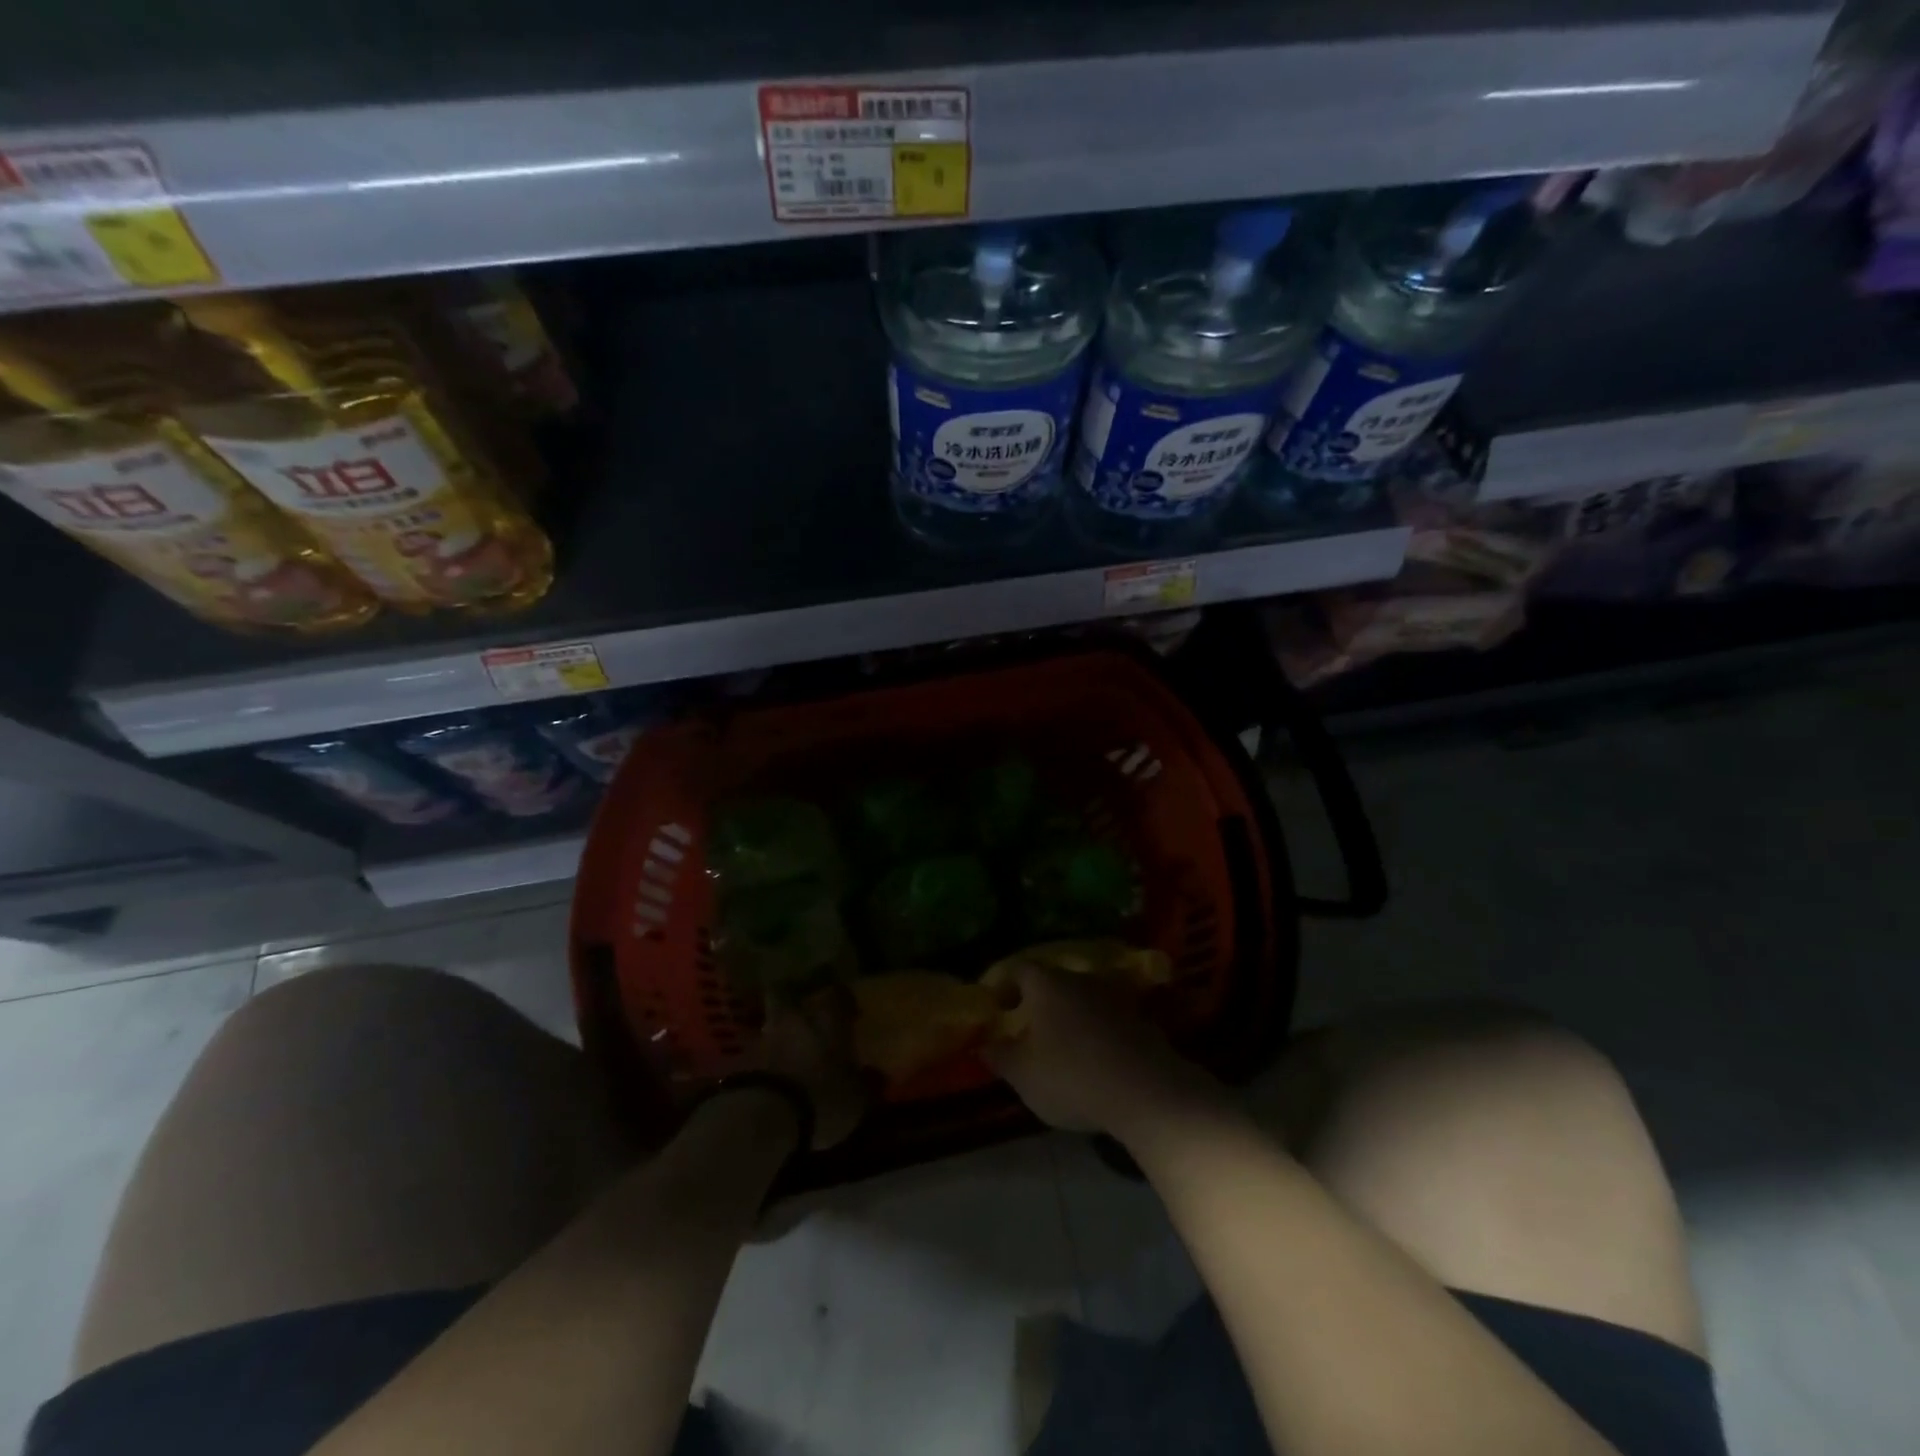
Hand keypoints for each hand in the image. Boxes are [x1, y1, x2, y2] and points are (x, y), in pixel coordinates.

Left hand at [756, 987, 868, 1149]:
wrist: (764, 1117)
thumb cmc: (821, 1099)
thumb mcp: (856, 1099)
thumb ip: (867, 1083)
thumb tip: (878, 1074)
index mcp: (827, 1020)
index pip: (837, 994)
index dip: (842, 998)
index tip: (849, 1008)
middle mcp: (795, 1018)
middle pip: (789, 993)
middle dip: (796, 998)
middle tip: (807, 1012)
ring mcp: (764, 1036)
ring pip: (772, 1021)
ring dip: (779, 1031)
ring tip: (789, 1048)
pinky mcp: (741, 1060)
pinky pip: (758, 1051)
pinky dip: (765, 1058)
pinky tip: (773, 1073)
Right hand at [983, 962, 1223, 1138]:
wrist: (1146, 1091)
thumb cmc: (1071, 1076)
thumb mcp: (1023, 1074)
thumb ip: (999, 1056)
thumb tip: (983, 1044)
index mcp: (1047, 984)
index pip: (1018, 969)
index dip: (1004, 985)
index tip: (996, 1006)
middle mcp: (1080, 979)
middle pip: (1053, 982)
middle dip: (1039, 1002)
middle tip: (1027, 1029)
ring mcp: (1115, 997)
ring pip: (1083, 999)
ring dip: (1071, 1018)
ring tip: (1061, 1047)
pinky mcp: (1141, 1020)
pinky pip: (1109, 1020)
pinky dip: (1097, 1034)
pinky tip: (1095, 1061)